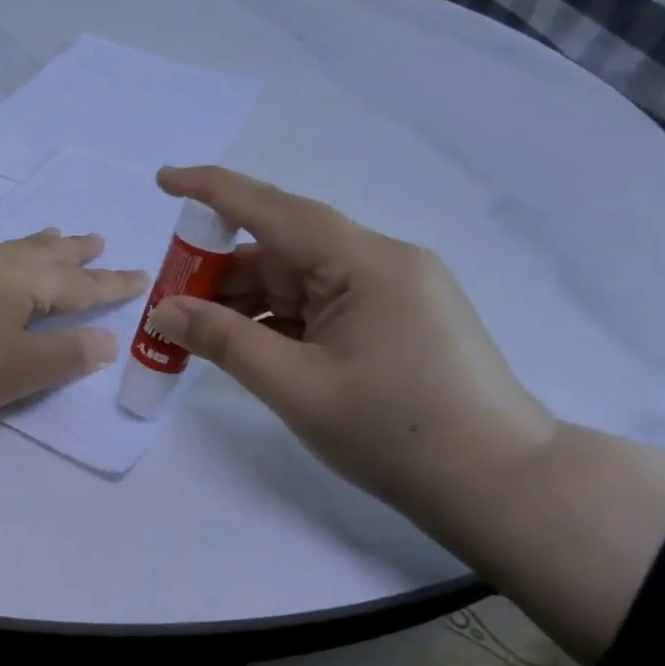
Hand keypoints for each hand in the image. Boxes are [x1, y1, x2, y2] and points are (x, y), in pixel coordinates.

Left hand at [0, 231, 146, 459]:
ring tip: (51, 235)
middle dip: (75, 251)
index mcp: (25, 284)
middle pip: (45, 254)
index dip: (112, 284)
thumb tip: (107, 340)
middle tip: (98, 239)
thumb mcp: (18, 370)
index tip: (140, 274)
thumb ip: (66, 356)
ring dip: (35, 244)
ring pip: (8, 246)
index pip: (81, 285)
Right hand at [147, 166, 558, 521]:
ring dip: (245, 301)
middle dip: (218, 270)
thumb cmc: (394, 432)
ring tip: (194, 330)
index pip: (273, 210)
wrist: (500, 485)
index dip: (212, 190)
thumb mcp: (295, 386)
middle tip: (166, 299)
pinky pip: (320, 305)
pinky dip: (277, 319)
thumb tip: (165, 310)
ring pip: (298, 280)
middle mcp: (380, 262)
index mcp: (364, 262)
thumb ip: (223, 341)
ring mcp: (391, 291)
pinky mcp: (395, 319)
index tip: (164, 179)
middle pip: (281, 249)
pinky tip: (243, 344)